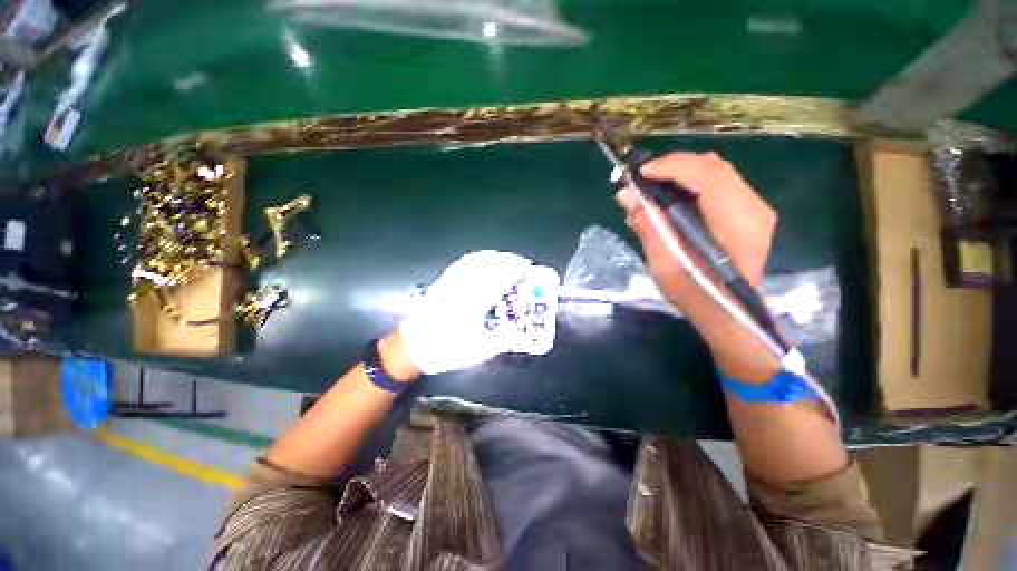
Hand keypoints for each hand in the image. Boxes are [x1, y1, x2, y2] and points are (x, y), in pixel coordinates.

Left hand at [399, 250, 530, 374]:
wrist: (412, 348)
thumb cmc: (447, 350)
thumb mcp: (478, 351)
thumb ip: (503, 341)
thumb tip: (524, 336)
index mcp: (473, 305)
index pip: (497, 280)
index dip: (513, 270)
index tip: (526, 266)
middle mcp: (461, 289)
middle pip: (487, 267)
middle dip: (506, 260)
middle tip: (520, 262)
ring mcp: (450, 284)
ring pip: (473, 262)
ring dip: (491, 257)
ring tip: (505, 258)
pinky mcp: (442, 283)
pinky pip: (460, 265)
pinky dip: (474, 259)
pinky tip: (480, 259)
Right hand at [616, 152, 778, 379]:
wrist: (733, 314)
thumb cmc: (698, 297)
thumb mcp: (665, 267)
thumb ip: (649, 228)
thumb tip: (626, 196)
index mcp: (736, 225)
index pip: (707, 176)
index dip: (671, 167)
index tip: (639, 174)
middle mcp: (754, 209)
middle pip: (713, 166)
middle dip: (673, 166)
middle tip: (642, 181)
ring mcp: (756, 208)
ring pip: (717, 171)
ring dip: (682, 172)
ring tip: (653, 187)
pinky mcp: (750, 212)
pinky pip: (721, 183)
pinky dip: (693, 182)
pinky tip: (673, 197)